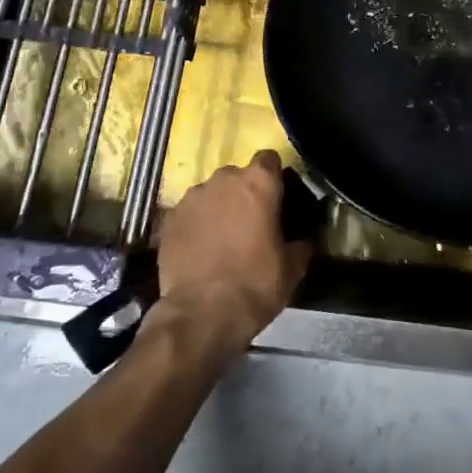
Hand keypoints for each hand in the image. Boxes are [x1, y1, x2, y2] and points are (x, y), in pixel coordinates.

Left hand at [157, 150, 309, 355]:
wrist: (201, 314)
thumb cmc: (255, 284)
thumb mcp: (293, 268)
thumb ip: (300, 243)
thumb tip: (303, 240)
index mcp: (259, 182)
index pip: (269, 159)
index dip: (274, 177)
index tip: (277, 198)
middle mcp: (223, 180)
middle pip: (237, 176)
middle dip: (244, 194)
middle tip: (251, 223)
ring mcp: (192, 197)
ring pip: (210, 194)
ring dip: (218, 208)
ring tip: (221, 240)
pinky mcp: (168, 219)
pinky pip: (188, 214)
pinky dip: (195, 226)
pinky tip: (199, 251)